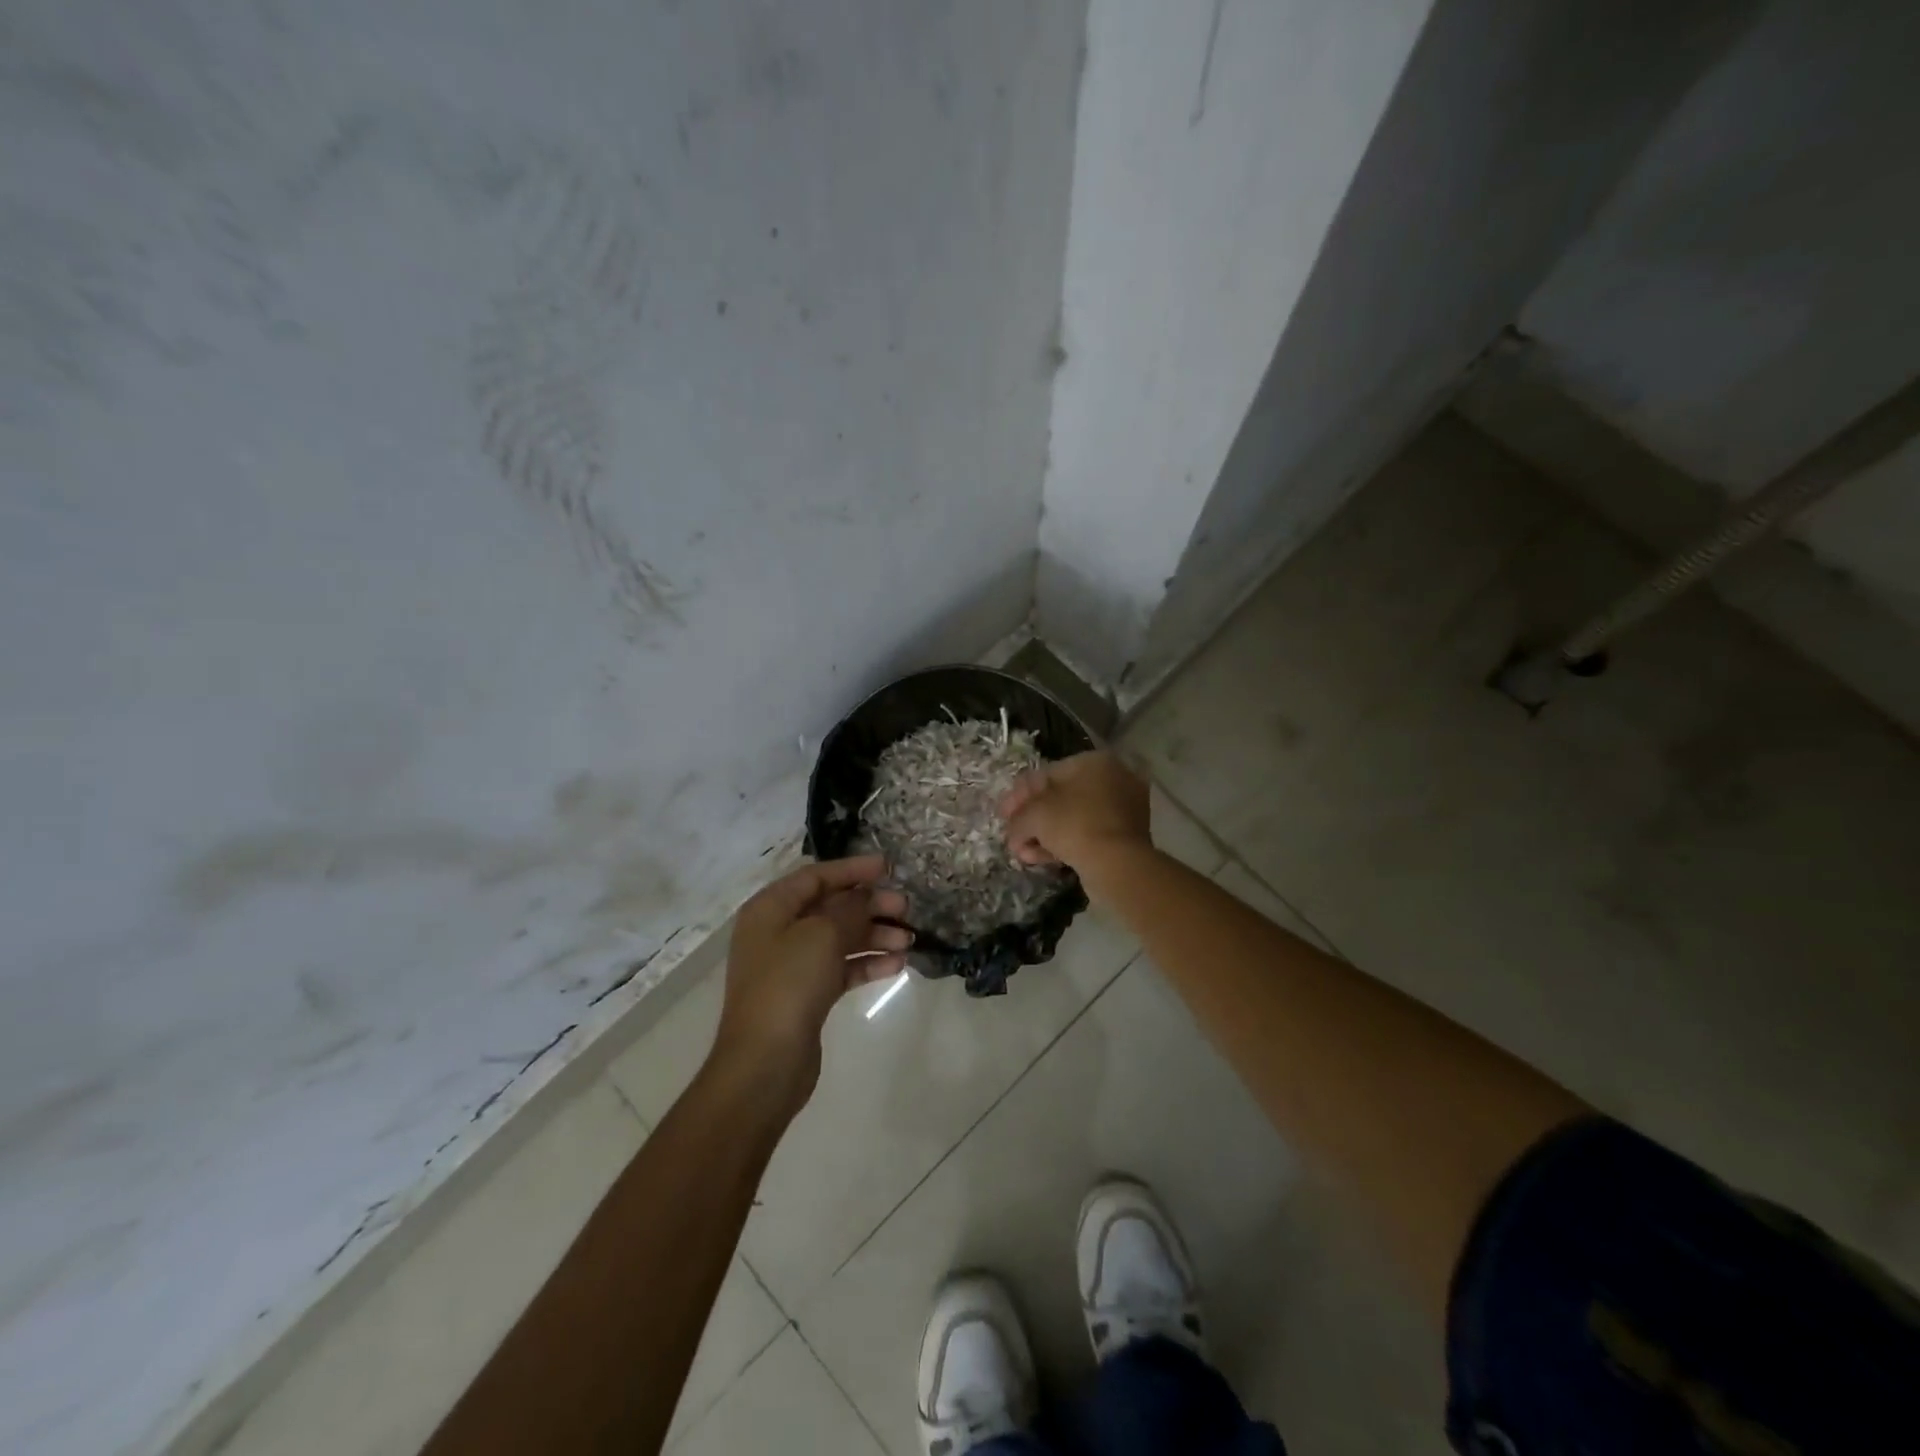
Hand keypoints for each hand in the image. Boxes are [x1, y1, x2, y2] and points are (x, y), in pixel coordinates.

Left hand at [712, 855, 910, 1108]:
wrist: (765, 1062)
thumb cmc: (788, 984)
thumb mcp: (822, 934)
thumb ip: (850, 908)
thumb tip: (867, 895)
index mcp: (771, 908)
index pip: (816, 876)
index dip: (853, 869)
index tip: (889, 867)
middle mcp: (779, 931)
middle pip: (831, 907)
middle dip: (870, 905)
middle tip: (906, 908)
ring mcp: (792, 965)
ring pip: (840, 939)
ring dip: (875, 935)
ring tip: (909, 939)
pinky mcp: (807, 995)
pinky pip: (842, 968)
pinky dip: (868, 963)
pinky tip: (898, 964)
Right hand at [998, 750, 1150, 872]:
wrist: (1118, 865)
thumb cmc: (1074, 825)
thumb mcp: (1035, 815)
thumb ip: (1018, 817)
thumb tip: (1014, 830)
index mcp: (1094, 761)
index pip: (1047, 774)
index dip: (1020, 795)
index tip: (1004, 815)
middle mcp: (1113, 779)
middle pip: (1060, 798)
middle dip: (1032, 819)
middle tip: (1013, 837)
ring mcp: (1123, 808)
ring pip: (1073, 819)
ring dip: (1045, 836)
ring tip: (1024, 855)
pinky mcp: (1126, 837)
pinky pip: (1088, 834)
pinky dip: (1065, 845)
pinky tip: (1043, 860)